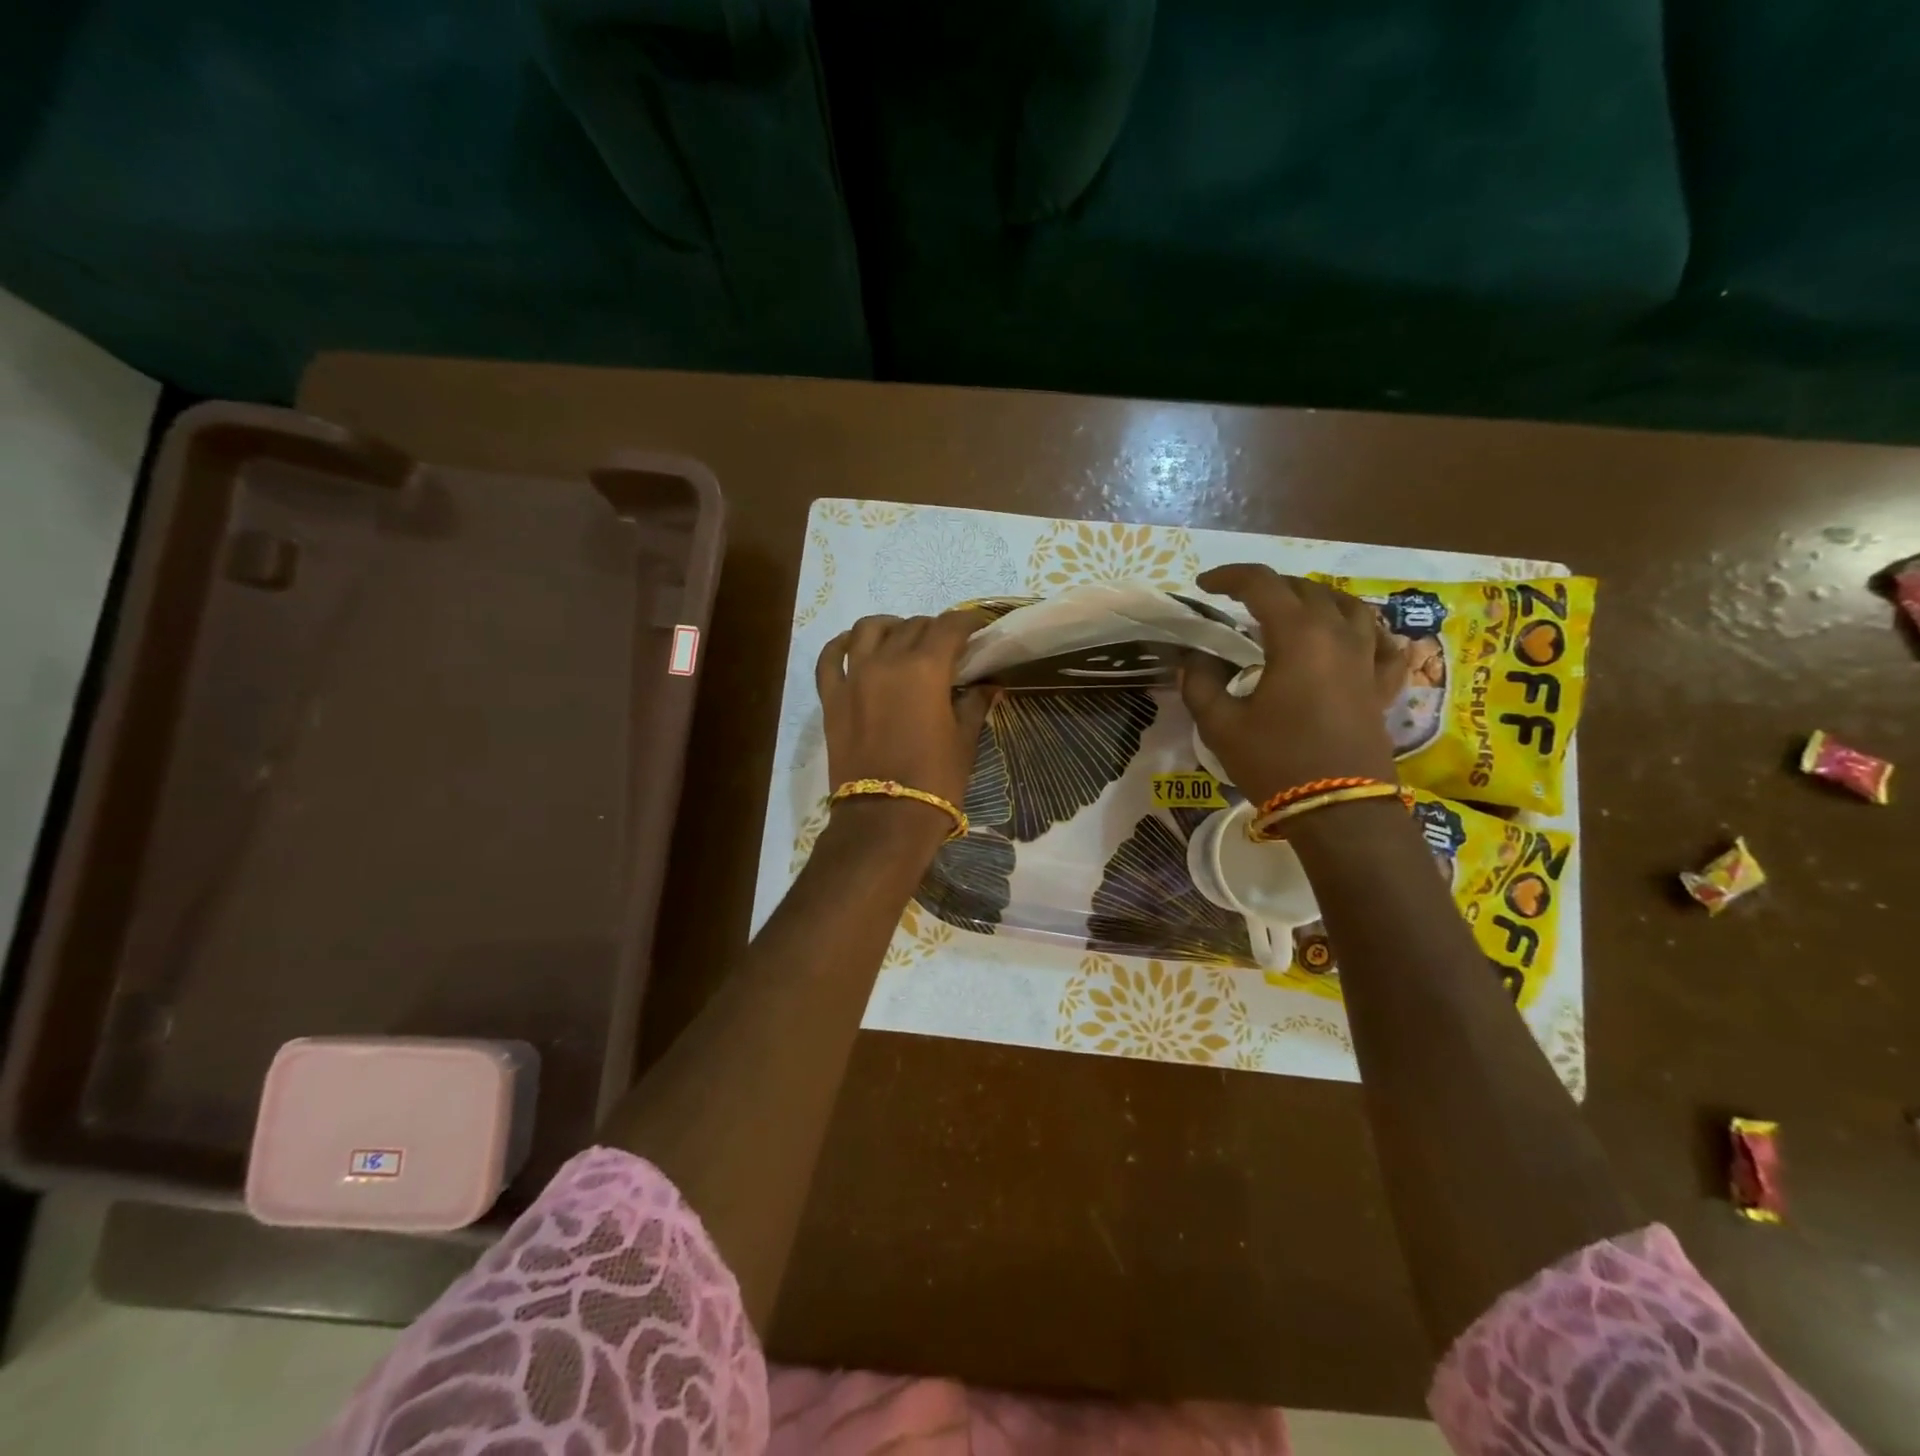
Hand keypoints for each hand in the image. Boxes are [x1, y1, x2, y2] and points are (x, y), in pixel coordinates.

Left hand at [816, 610, 995, 845]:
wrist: (885, 818)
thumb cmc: (935, 780)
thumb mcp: (964, 741)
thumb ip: (974, 704)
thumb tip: (990, 685)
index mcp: (925, 669)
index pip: (948, 627)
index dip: (967, 621)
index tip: (978, 626)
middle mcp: (886, 661)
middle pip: (912, 626)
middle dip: (934, 629)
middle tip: (947, 645)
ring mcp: (853, 677)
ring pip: (868, 629)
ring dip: (890, 626)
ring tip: (901, 638)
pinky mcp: (831, 698)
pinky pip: (830, 657)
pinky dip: (842, 644)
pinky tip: (853, 645)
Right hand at [1182, 565, 1407, 805]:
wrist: (1339, 811)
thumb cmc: (1276, 762)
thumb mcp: (1221, 725)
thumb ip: (1200, 684)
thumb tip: (1193, 660)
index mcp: (1297, 636)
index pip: (1262, 584)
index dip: (1229, 577)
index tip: (1204, 587)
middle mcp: (1339, 635)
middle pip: (1306, 589)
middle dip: (1269, 586)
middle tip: (1239, 602)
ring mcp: (1367, 659)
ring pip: (1349, 606)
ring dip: (1316, 599)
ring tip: (1293, 611)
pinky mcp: (1382, 686)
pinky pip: (1382, 643)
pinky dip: (1365, 632)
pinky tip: (1354, 639)